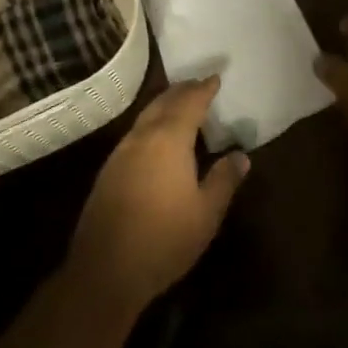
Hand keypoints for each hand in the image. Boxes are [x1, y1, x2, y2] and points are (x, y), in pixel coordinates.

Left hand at [68, 77, 250, 316]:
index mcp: (168, 140)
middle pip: (163, 103)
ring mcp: (120, 154)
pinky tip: (157, 139)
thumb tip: (241, 155)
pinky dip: (151, 125)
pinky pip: (135, 134)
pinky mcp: (108, 172)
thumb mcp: (206, 213)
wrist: (106, 270)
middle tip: (199, 84)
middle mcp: (141, 138)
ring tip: (181, 105)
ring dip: (164, 106)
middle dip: (182, 91)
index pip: (190, 103)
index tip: (216, 77)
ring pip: (145, 117)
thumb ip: (224, 180)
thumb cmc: (165, 239)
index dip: (204, 89)